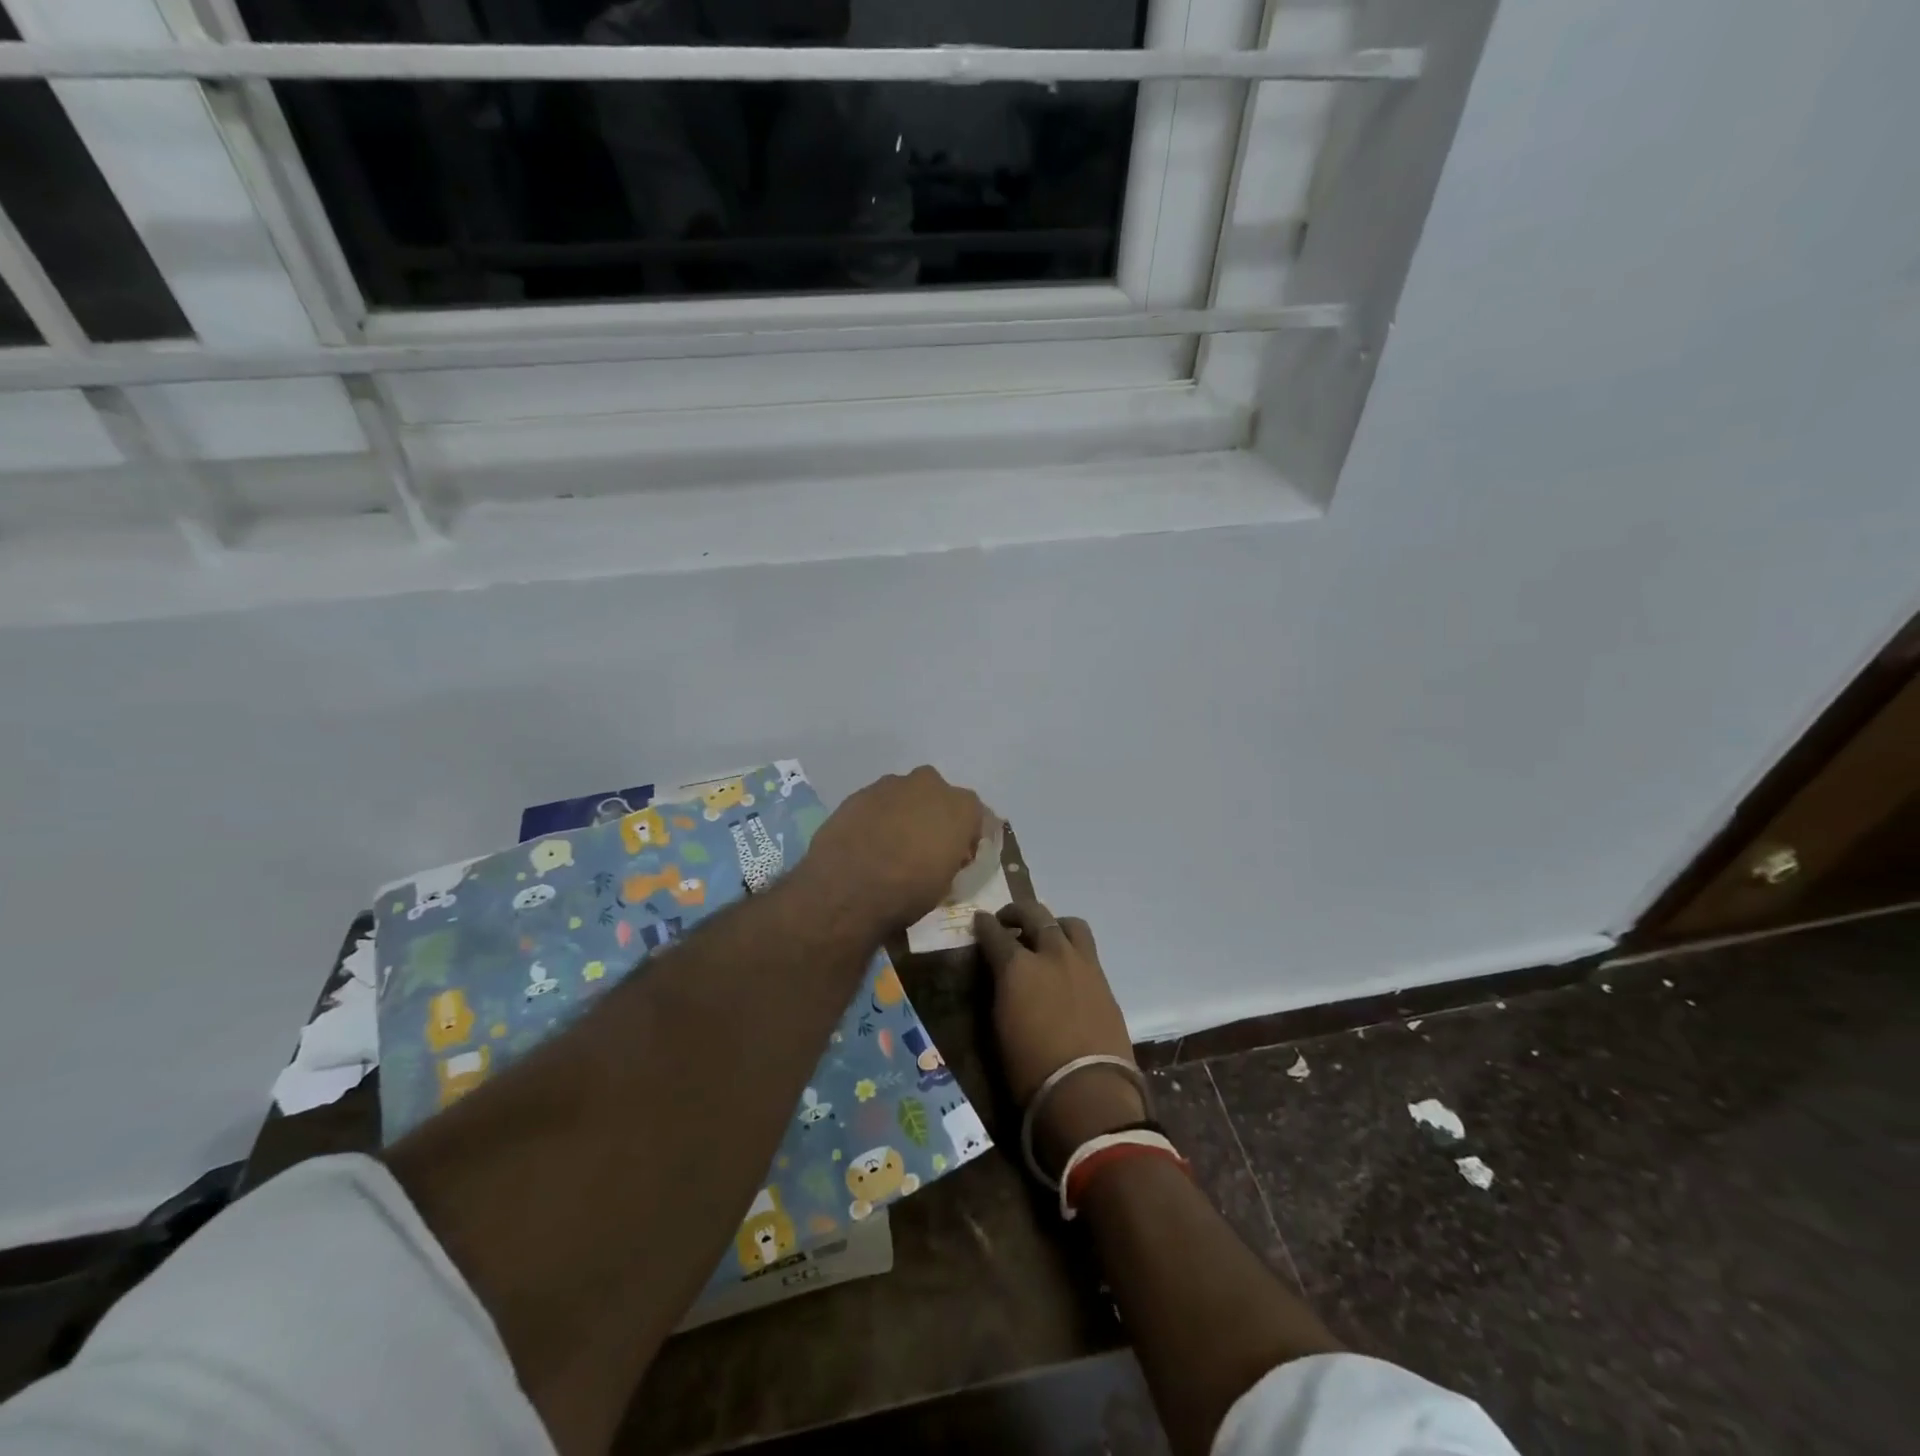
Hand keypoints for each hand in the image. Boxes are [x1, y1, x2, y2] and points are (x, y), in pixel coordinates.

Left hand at [800, 766, 987, 933]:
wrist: (846, 889)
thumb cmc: (907, 891)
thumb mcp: (945, 884)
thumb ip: (951, 859)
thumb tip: (946, 855)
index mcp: (961, 807)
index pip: (976, 816)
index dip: (968, 837)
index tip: (959, 857)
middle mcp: (929, 785)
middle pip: (939, 798)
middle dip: (935, 817)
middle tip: (925, 847)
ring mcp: (891, 785)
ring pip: (906, 796)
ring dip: (904, 814)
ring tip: (892, 846)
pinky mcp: (859, 793)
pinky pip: (878, 803)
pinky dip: (877, 818)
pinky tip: (868, 842)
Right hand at [976, 901, 1144, 1174]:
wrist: (1088, 1093)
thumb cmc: (1030, 1071)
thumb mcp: (999, 1028)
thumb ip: (999, 990)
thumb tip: (999, 975)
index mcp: (1017, 966)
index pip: (994, 933)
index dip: (984, 925)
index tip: (979, 921)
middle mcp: (1051, 954)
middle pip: (1034, 914)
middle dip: (1017, 912)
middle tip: (1007, 920)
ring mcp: (1083, 964)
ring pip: (1069, 924)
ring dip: (1053, 924)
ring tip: (1045, 936)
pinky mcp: (1104, 981)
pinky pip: (1087, 950)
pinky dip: (1072, 949)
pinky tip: (1066, 966)